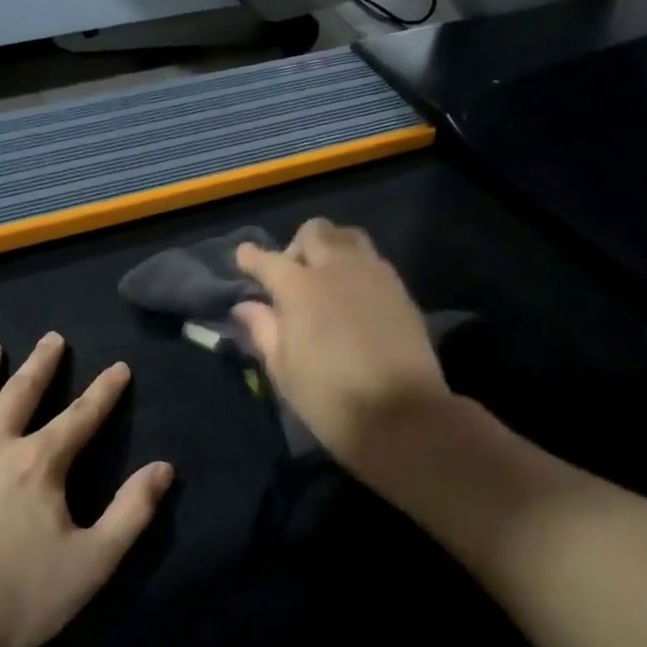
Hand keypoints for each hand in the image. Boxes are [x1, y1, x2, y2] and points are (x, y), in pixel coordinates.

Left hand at [0, 332, 172, 646]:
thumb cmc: (15, 600)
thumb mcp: (93, 562)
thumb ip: (132, 512)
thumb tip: (164, 468)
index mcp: (38, 464)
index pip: (82, 416)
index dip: (105, 392)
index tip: (120, 367)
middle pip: (21, 396)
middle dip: (41, 366)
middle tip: (51, 338)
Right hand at [233, 220, 451, 471]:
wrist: (402, 414)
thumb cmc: (330, 398)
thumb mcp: (283, 369)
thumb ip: (263, 329)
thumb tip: (245, 305)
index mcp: (300, 288)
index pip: (268, 260)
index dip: (252, 258)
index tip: (244, 257)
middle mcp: (336, 269)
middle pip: (314, 232)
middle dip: (296, 246)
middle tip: (293, 275)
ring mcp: (372, 274)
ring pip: (348, 236)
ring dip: (331, 247)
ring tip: (327, 277)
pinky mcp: (399, 288)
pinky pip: (373, 259)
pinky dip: (356, 265)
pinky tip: (354, 294)